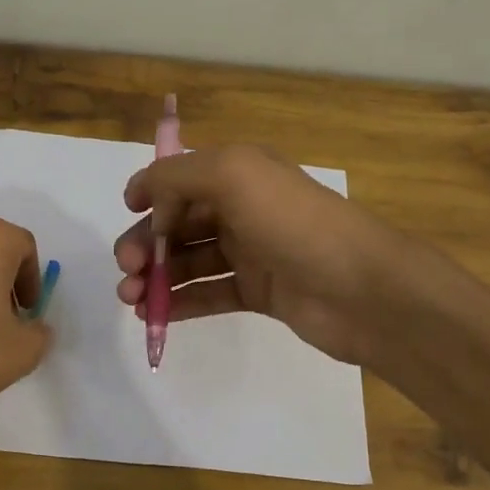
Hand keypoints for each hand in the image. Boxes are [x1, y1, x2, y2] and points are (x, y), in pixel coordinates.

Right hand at [114, 144, 400, 365]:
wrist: (361, 290)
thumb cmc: (294, 224)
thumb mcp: (233, 175)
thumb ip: (178, 175)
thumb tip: (147, 197)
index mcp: (240, 173)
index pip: (182, 177)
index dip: (151, 192)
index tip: (127, 213)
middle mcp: (244, 208)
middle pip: (180, 222)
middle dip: (147, 243)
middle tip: (127, 270)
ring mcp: (252, 253)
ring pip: (190, 261)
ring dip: (156, 277)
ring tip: (132, 299)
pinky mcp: (258, 293)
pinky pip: (209, 294)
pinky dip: (180, 303)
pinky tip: (155, 316)